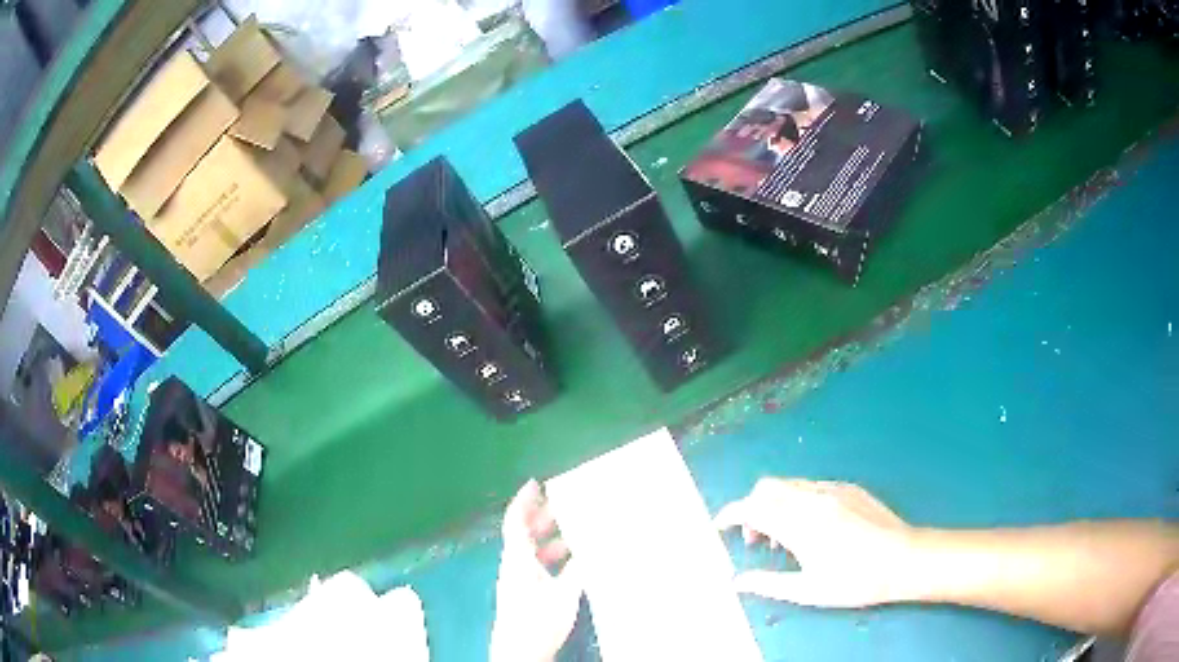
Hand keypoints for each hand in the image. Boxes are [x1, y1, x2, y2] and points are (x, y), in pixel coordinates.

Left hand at [490, 480, 582, 661]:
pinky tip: (573, 563)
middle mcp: (514, 566)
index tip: (536, 483)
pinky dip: (552, 558)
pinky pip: (537, 566)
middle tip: (566, 504)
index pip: (514, 522)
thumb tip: (596, 545)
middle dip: (542, 517)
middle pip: (523, 533)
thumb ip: (579, 569)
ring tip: (576, 532)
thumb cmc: (537, 621)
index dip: (523, 500)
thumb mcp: (564, 594)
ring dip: (550, 539)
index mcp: (517, 559)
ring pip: (531, 550)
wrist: (520, 653)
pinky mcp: (524, 594)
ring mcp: (518, 581)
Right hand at [715, 478, 919, 607]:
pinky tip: (813, 527)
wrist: (903, 559)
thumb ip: (768, 583)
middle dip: (752, 508)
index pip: (753, 508)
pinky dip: (798, 501)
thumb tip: (736, 582)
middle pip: (767, 488)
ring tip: (786, 539)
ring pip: (789, 485)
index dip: (730, 514)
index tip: (720, 526)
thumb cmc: (855, 580)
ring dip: (775, 505)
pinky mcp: (849, 488)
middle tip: (757, 540)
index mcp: (800, 524)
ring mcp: (833, 489)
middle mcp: (812, 499)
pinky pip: (811, 487)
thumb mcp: (808, 590)